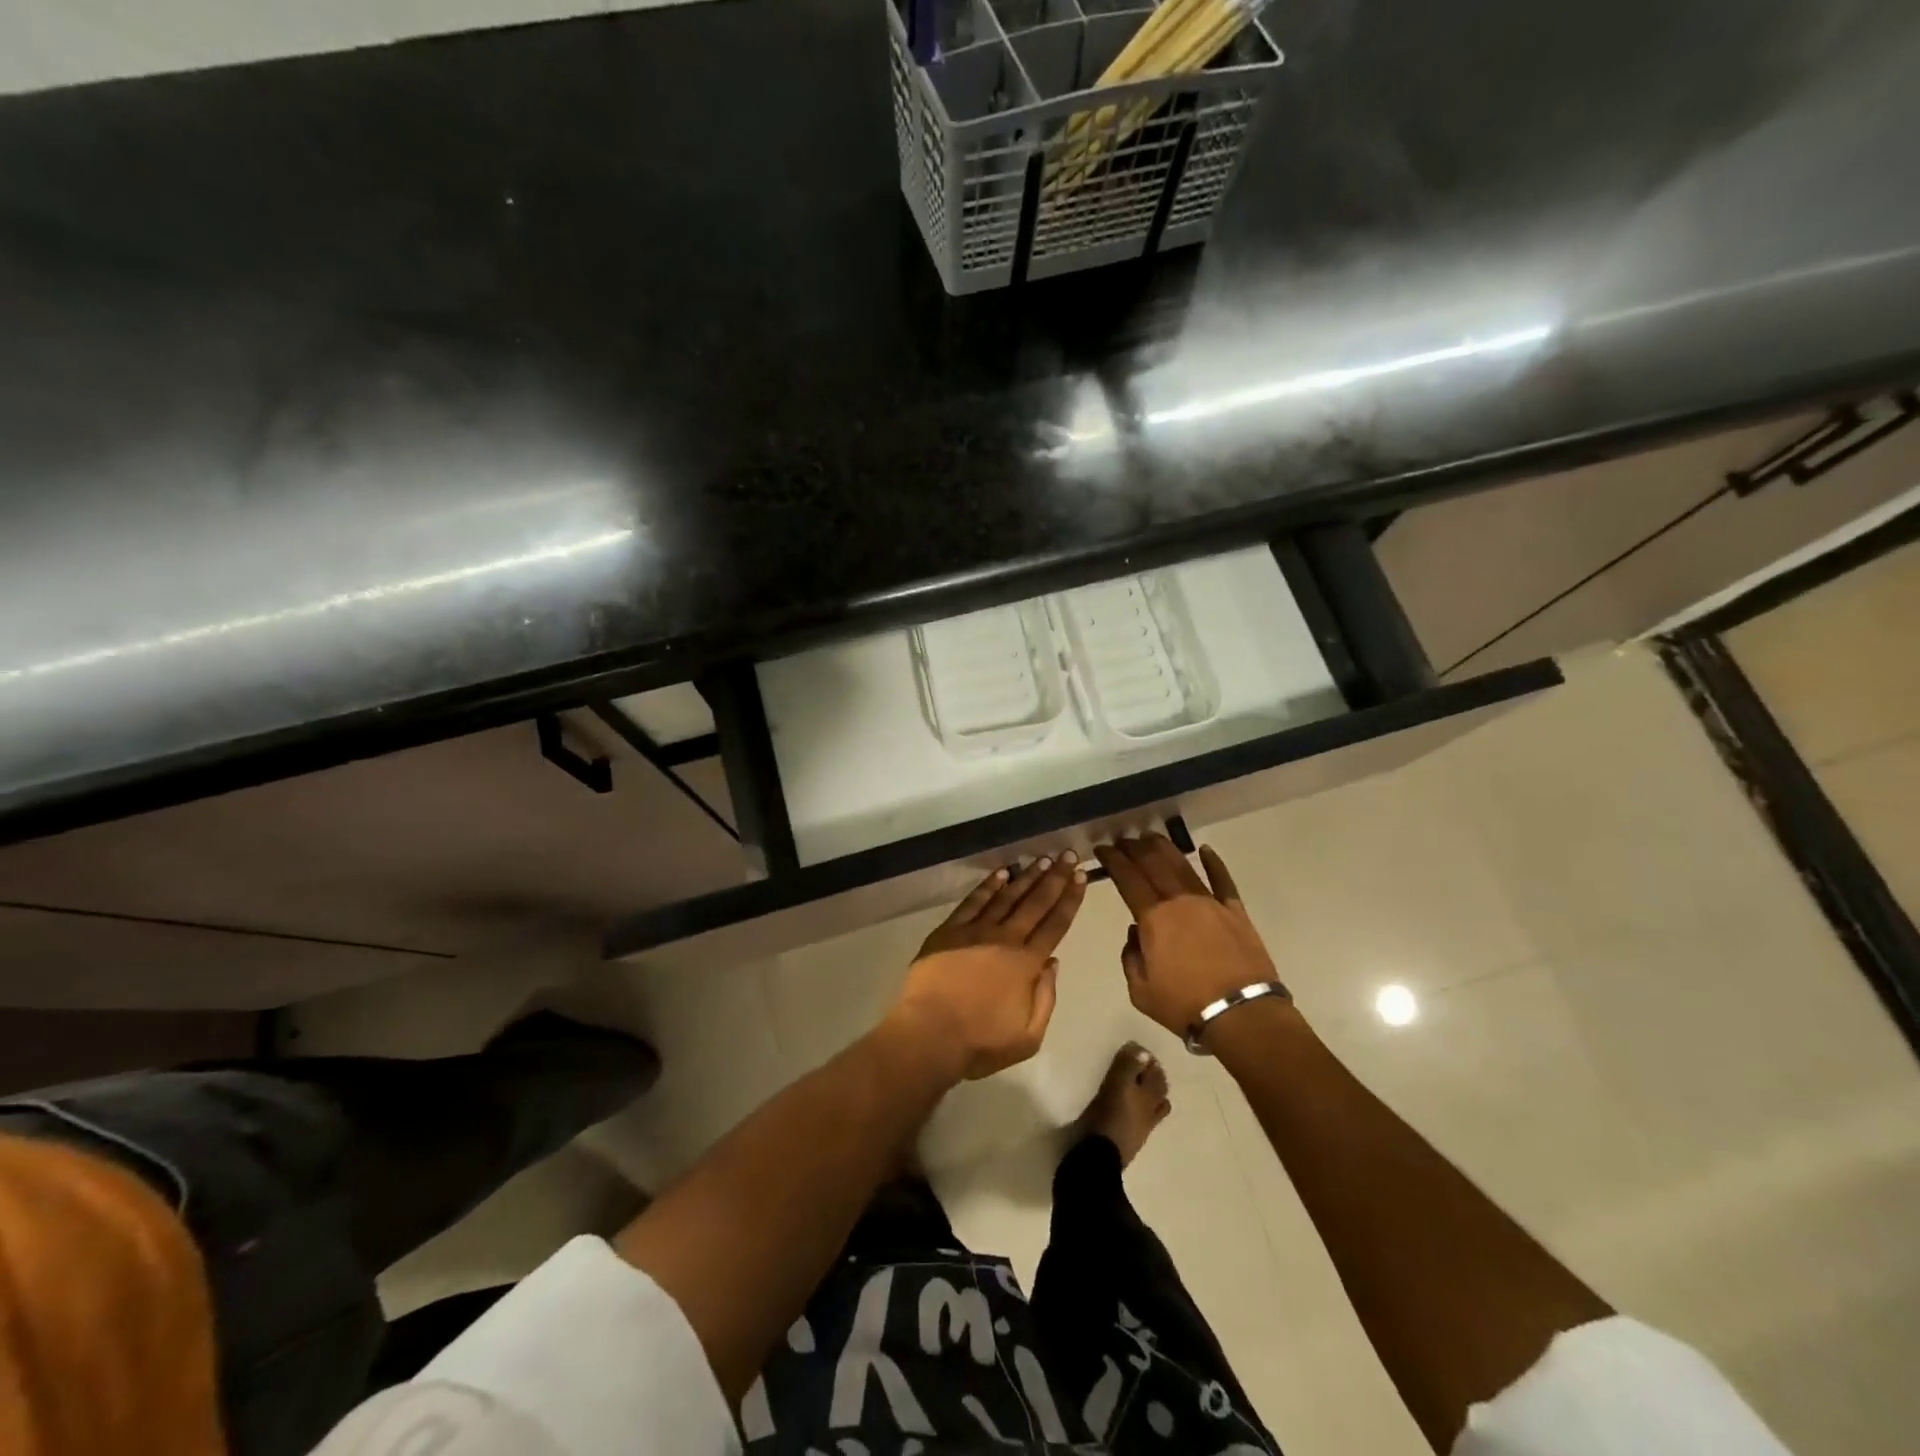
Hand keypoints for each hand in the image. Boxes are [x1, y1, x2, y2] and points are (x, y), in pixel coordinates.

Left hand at [887, 854, 1087, 1080]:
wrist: (929, 1034)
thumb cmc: (980, 1042)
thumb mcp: (1028, 1037)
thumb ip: (1046, 998)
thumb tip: (1052, 962)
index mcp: (1026, 963)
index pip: (1055, 924)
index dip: (1070, 899)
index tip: (1080, 877)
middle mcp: (1005, 939)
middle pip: (1035, 902)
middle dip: (1055, 877)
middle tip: (1068, 855)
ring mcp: (975, 931)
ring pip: (1007, 896)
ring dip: (1026, 877)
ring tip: (1042, 860)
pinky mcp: (949, 930)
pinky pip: (973, 902)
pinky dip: (989, 886)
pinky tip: (1001, 874)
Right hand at [1094, 836, 1280, 1038]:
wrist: (1242, 1015)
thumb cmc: (1186, 1005)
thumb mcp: (1140, 991)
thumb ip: (1130, 957)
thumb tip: (1137, 934)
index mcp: (1153, 918)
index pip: (1128, 878)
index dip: (1113, 860)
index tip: (1102, 849)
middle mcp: (1179, 901)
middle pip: (1154, 863)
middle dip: (1135, 848)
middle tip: (1123, 840)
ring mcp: (1210, 902)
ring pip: (1183, 866)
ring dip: (1165, 848)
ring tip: (1151, 837)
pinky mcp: (1236, 911)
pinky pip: (1223, 880)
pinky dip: (1214, 863)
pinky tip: (1205, 850)